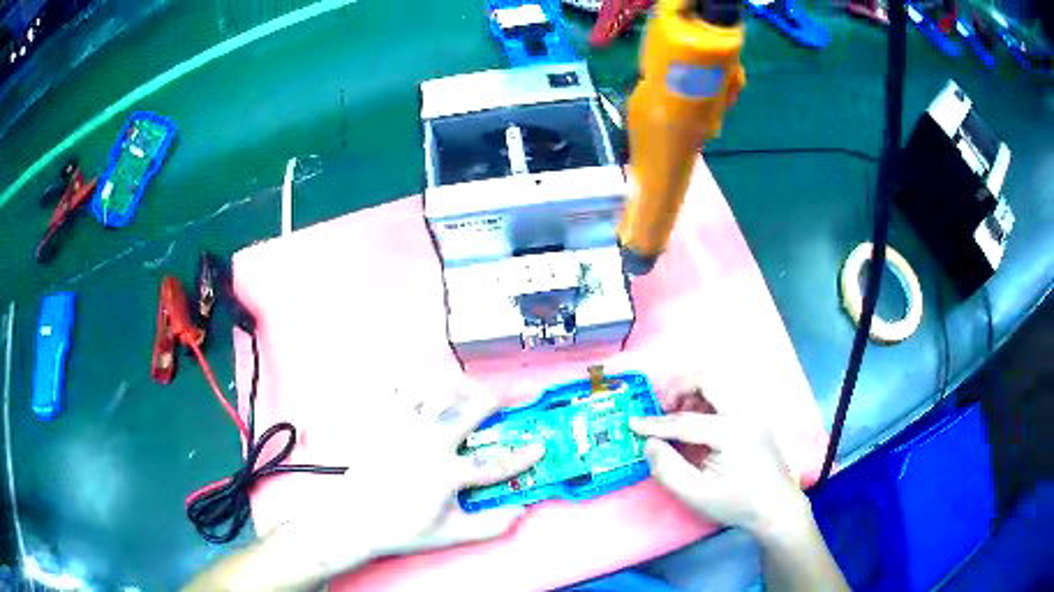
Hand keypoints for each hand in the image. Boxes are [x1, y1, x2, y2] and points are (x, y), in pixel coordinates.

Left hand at [286, 379, 544, 572]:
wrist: (354, 521)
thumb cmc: (402, 529)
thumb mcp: (450, 534)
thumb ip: (489, 526)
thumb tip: (520, 513)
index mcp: (446, 473)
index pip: (496, 463)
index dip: (523, 455)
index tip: (539, 446)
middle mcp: (427, 443)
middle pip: (468, 410)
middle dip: (493, 399)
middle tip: (505, 396)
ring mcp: (401, 429)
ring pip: (434, 392)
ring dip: (453, 389)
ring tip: (462, 389)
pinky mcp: (380, 423)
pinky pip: (395, 390)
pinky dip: (408, 384)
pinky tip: (415, 388)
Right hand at [629, 383, 807, 539]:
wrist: (776, 506)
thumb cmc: (736, 503)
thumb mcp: (695, 495)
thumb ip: (667, 469)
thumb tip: (650, 443)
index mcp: (732, 433)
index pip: (685, 421)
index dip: (654, 423)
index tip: (631, 423)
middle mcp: (746, 412)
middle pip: (709, 376)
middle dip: (680, 386)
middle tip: (664, 408)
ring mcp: (754, 409)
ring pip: (720, 378)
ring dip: (694, 389)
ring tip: (680, 414)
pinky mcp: (756, 412)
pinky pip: (728, 389)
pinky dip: (708, 395)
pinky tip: (699, 418)